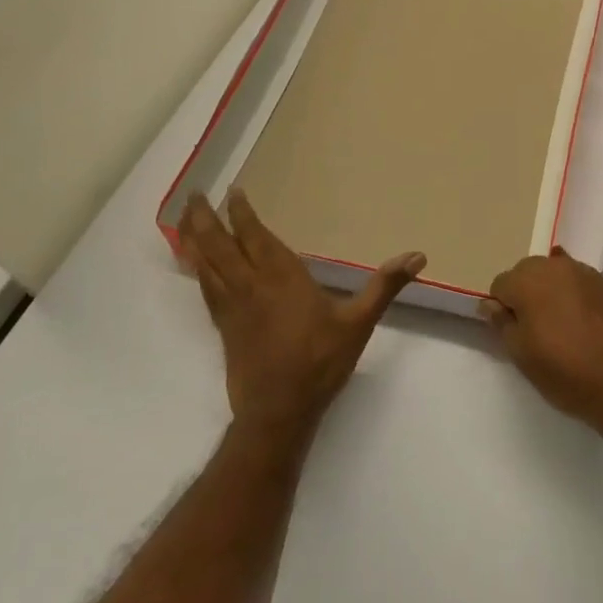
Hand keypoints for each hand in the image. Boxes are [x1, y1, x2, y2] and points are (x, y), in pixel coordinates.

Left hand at [178, 191, 424, 439]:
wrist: (278, 412)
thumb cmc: (320, 362)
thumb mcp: (359, 322)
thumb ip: (385, 286)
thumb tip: (418, 256)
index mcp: (281, 276)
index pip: (255, 235)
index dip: (242, 212)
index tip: (233, 191)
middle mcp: (250, 284)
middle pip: (219, 244)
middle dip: (205, 217)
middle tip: (194, 195)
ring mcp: (233, 307)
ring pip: (205, 264)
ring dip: (193, 238)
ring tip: (184, 219)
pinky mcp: (224, 328)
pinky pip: (205, 289)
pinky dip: (197, 270)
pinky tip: (195, 265)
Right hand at [480, 248, 602, 436]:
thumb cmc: (566, 372)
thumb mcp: (522, 355)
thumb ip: (502, 323)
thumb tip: (490, 304)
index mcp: (528, 281)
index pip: (500, 284)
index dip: (502, 309)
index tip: (514, 333)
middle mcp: (555, 266)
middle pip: (527, 272)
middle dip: (525, 294)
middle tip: (535, 329)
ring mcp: (584, 272)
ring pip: (554, 274)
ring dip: (550, 291)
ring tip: (561, 325)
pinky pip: (579, 282)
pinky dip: (574, 294)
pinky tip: (582, 320)